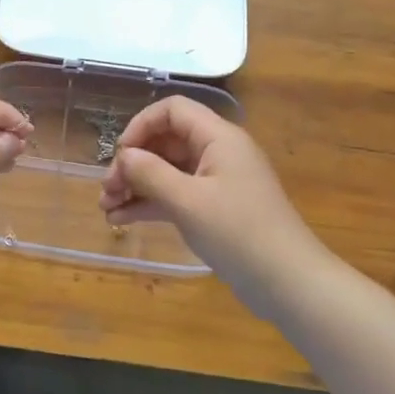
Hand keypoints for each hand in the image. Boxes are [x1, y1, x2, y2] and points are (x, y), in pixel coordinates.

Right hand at [99, 96, 324, 314]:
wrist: (288, 283)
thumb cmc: (238, 233)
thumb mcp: (188, 201)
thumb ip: (150, 173)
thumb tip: (124, 156)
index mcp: (218, 138)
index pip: (172, 110)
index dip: (141, 125)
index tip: (119, 154)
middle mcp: (218, 153)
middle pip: (166, 141)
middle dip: (133, 162)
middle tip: (107, 189)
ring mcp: (217, 182)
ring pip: (167, 171)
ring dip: (136, 185)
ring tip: (106, 207)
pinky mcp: (214, 209)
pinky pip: (175, 195)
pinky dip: (150, 204)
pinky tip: (121, 219)